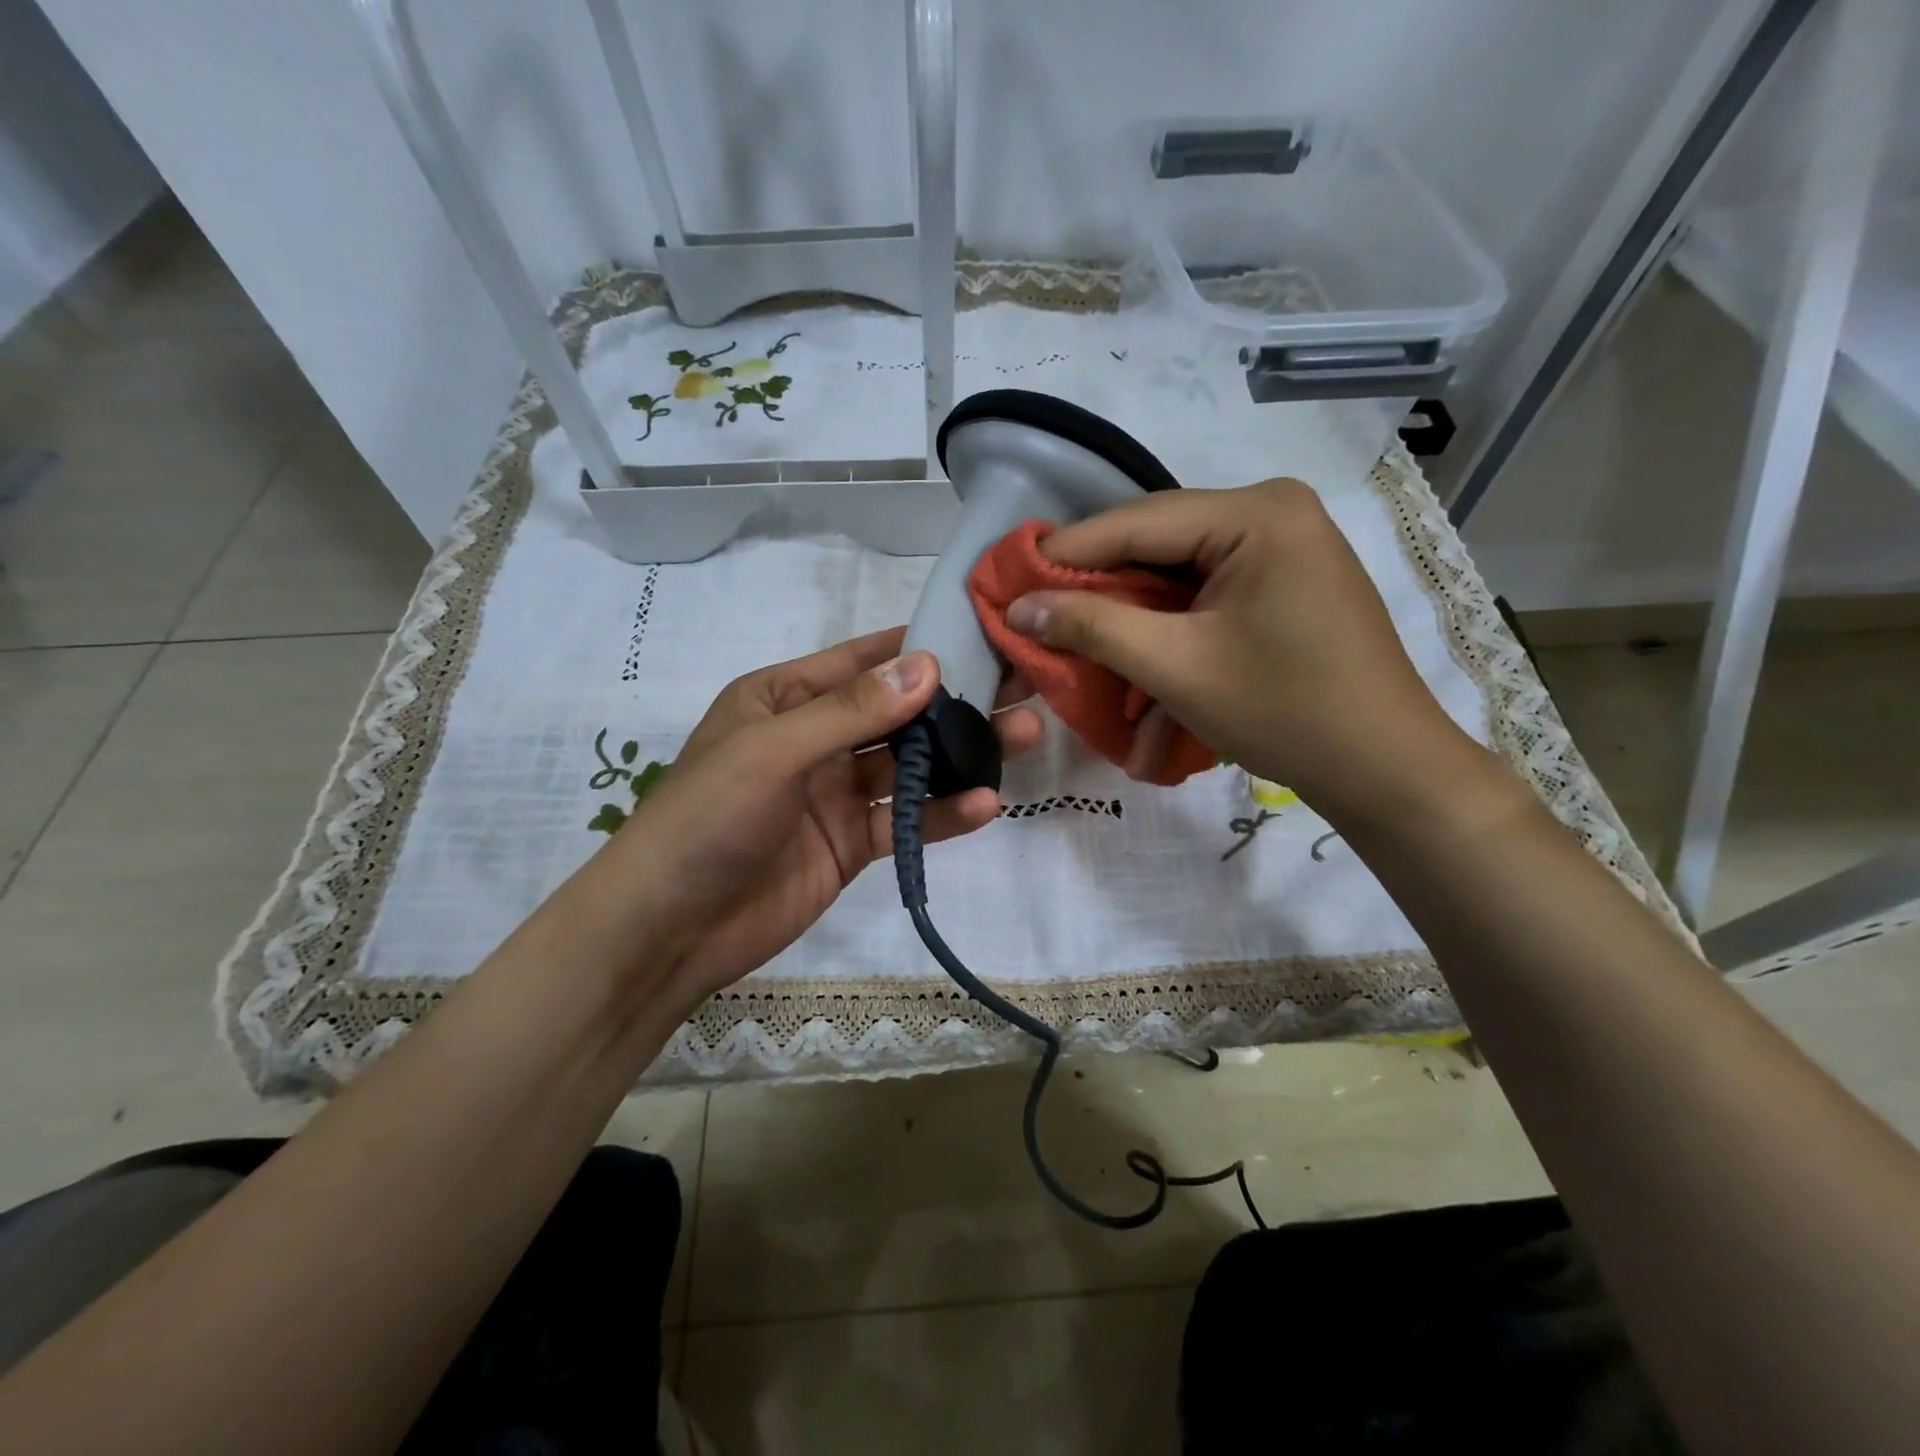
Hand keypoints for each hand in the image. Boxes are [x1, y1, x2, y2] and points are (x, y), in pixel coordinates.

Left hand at [549, 628, 1041, 1017]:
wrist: (668, 929)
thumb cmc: (707, 818)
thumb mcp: (774, 750)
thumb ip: (852, 711)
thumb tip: (930, 666)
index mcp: (784, 697)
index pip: (863, 660)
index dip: (921, 646)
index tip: (984, 633)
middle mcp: (814, 737)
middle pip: (898, 712)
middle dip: (957, 700)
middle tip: (1023, 685)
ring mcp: (835, 793)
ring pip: (910, 765)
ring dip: (963, 754)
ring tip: (1026, 735)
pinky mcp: (850, 842)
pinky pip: (905, 819)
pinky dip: (943, 813)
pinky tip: (988, 804)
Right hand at [1004, 479, 1483, 827]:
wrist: (1386, 770)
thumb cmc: (1284, 711)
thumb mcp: (1176, 668)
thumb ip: (1093, 627)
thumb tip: (1018, 607)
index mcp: (1255, 514)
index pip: (1134, 523)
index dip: (1064, 555)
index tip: (1006, 583)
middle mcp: (1271, 514)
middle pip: (1154, 550)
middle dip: (1099, 600)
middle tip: (1038, 624)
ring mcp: (1281, 550)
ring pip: (1175, 582)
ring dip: (1133, 633)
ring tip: (1085, 670)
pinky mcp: (1281, 586)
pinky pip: (1204, 604)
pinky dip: (1171, 644)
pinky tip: (1145, 699)